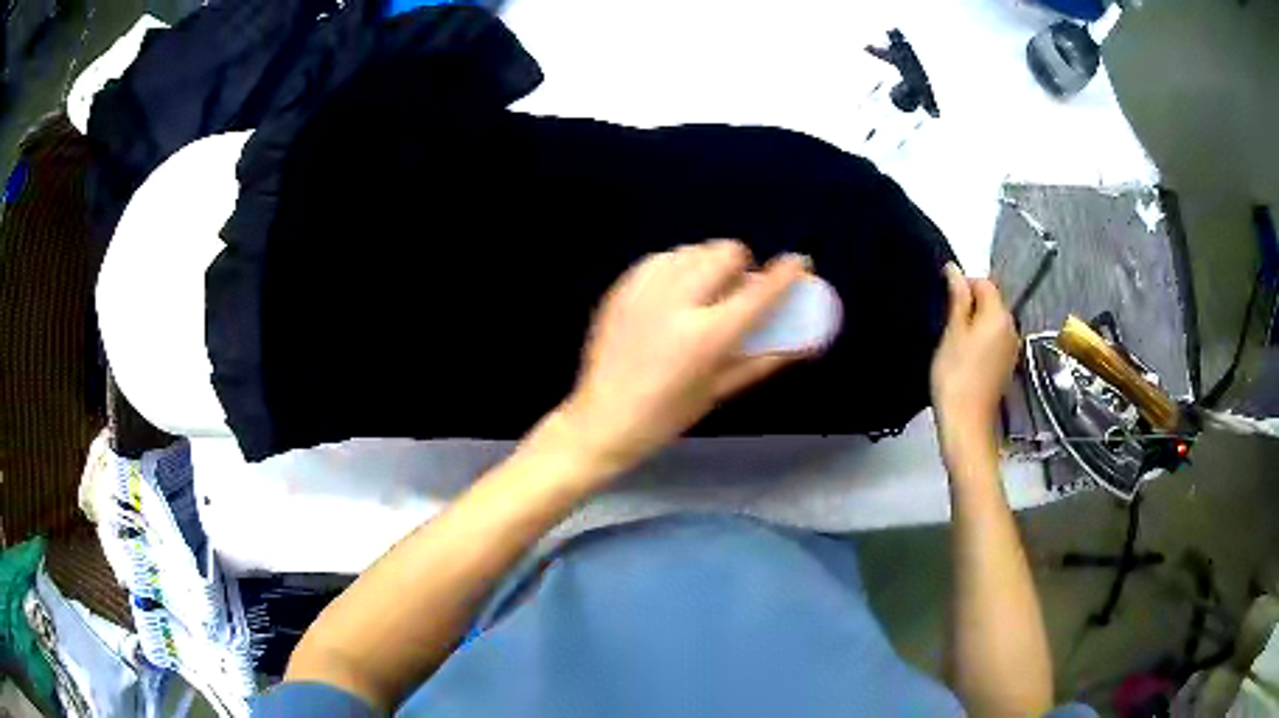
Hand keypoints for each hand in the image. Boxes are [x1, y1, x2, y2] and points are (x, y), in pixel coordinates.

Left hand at [558, 240, 810, 475]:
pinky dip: (677, 266)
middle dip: (742, 264)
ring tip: (706, 288)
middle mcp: (677, 303)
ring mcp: (644, 291)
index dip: (786, 272)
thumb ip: (764, 360)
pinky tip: (676, 290)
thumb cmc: (667, 415)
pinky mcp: (622, 289)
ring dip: (709, 263)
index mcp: (707, 336)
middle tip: (739, 285)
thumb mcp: (720, 390)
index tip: (799, 262)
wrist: (602, 419)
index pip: (759, 293)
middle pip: (724, 252)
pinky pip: (661, 258)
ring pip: (692, 250)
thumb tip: (805, 343)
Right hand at [930, 264, 1018, 464]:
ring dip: (974, 324)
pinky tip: (965, 357)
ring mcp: (1011, 348)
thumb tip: (954, 269)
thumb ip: (957, 298)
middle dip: (970, 305)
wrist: (966, 423)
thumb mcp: (952, 332)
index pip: (984, 283)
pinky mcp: (1006, 366)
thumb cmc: (955, 375)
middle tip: (946, 323)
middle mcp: (1011, 327)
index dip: (963, 285)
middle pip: (991, 302)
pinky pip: (994, 341)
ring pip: (992, 322)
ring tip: (953, 342)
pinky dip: (980, 341)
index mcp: (999, 315)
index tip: (944, 301)